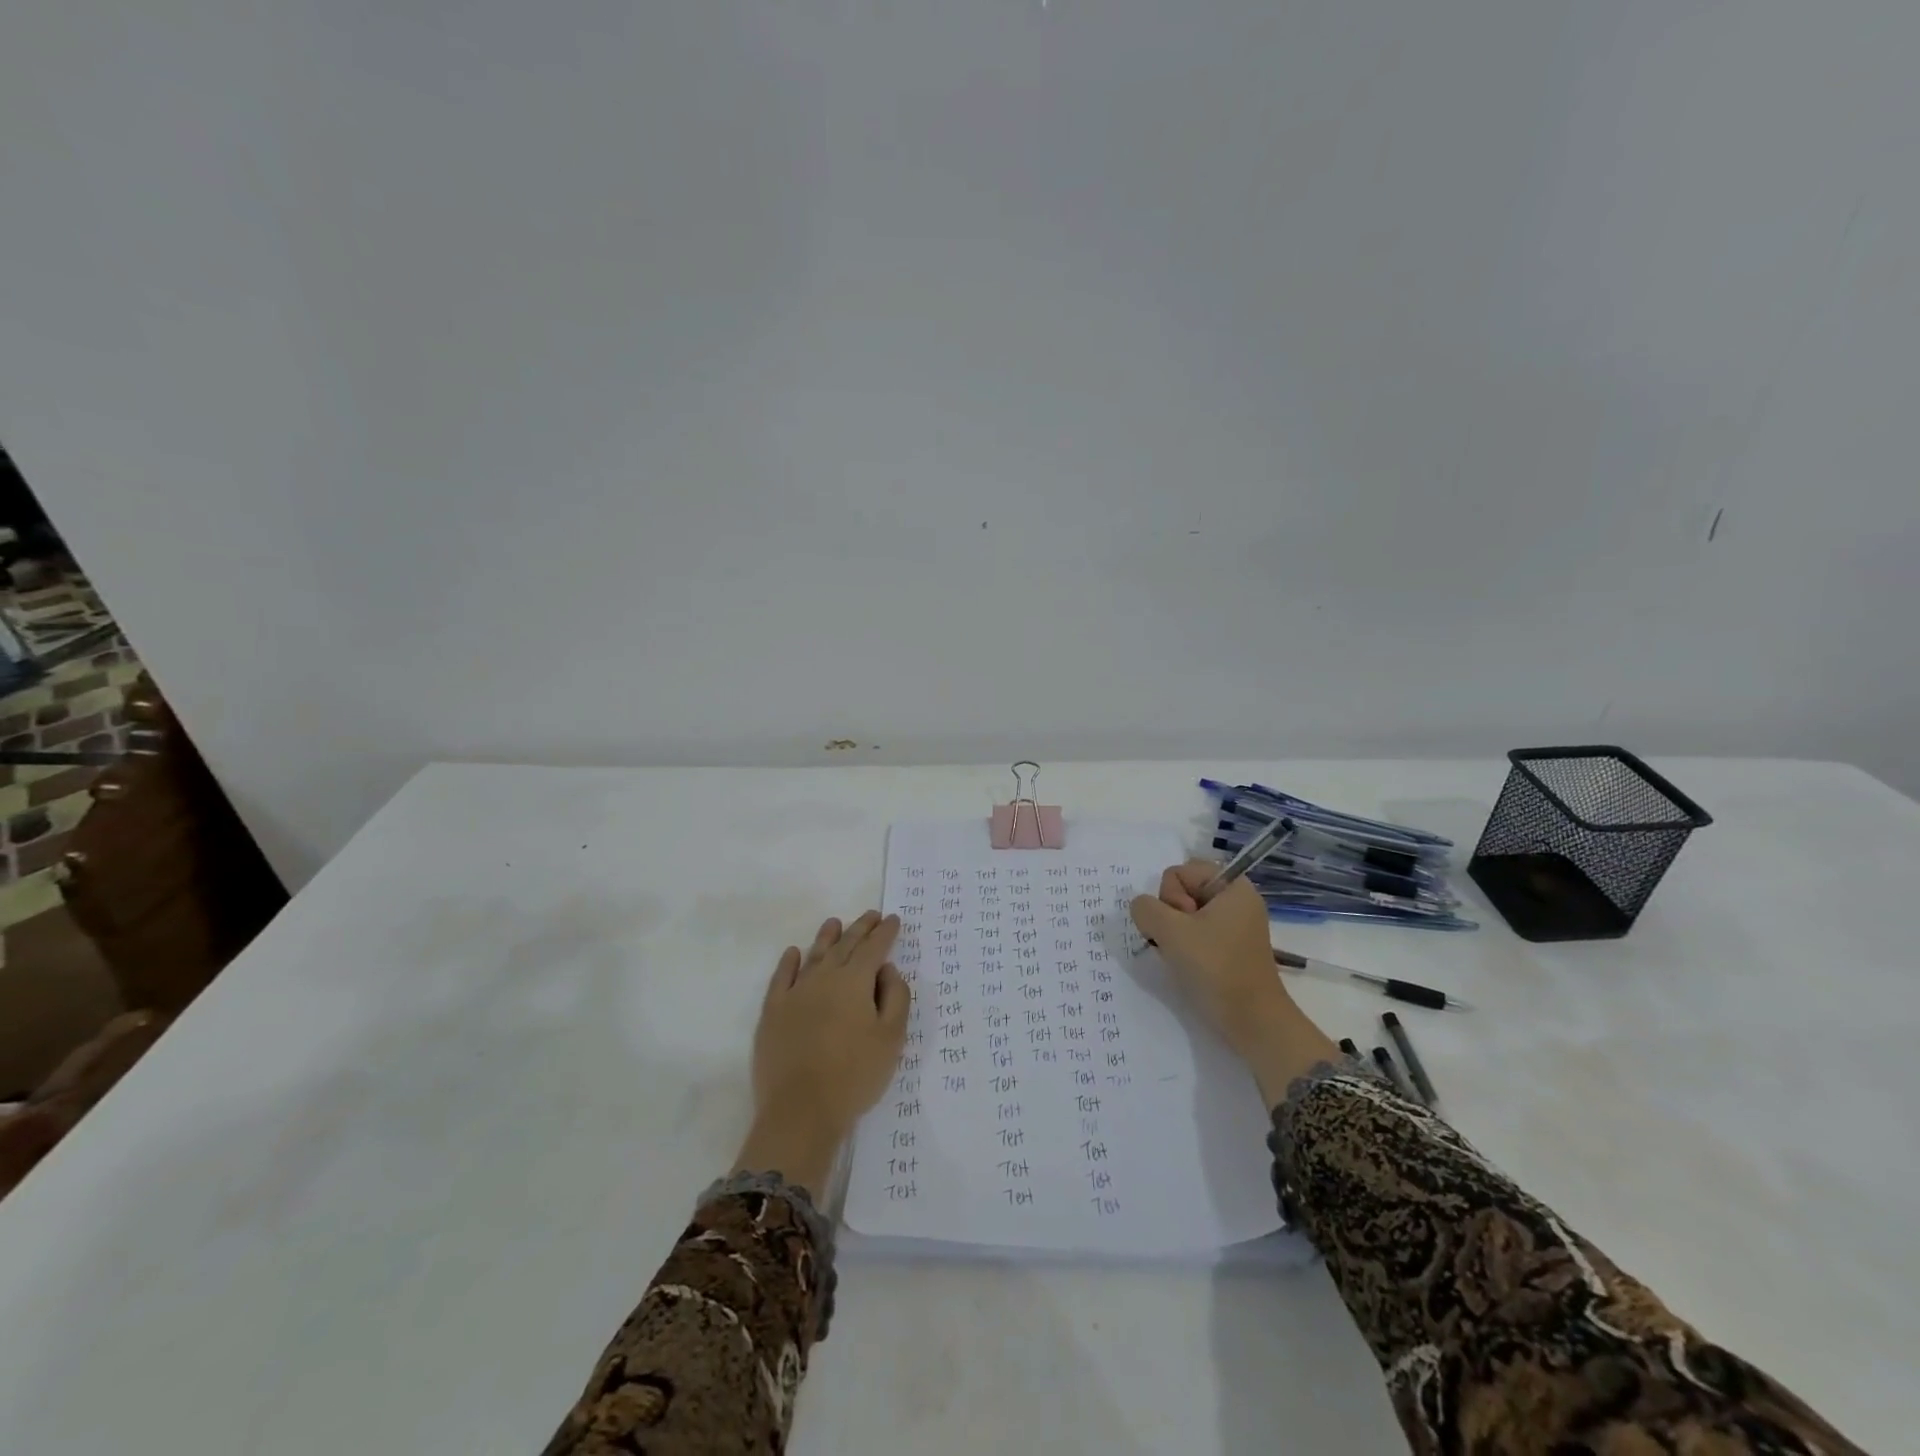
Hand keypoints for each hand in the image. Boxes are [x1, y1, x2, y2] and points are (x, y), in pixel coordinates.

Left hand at [734, 911, 910, 1192]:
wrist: (801, 1111)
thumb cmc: (854, 1075)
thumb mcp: (892, 1038)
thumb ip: (896, 997)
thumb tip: (887, 969)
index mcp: (855, 982)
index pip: (874, 948)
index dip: (886, 933)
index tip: (893, 919)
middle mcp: (824, 978)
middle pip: (845, 945)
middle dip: (861, 928)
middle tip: (872, 916)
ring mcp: (795, 993)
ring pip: (814, 955)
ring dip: (827, 937)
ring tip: (835, 923)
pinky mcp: (773, 1012)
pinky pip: (781, 977)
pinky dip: (789, 962)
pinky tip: (793, 953)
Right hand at [1129, 863, 1289, 1057]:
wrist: (1252, 1022)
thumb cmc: (1215, 968)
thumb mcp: (1171, 932)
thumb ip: (1146, 909)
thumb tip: (1142, 908)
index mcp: (1232, 886)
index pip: (1180, 871)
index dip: (1171, 897)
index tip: (1184, 925)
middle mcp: (1235, 899)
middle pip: (1182, 891)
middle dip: (1171, 915)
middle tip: (1182, 942)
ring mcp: (1233, 925)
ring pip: (1184, 914)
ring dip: (1174, 934)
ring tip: (1184, 957)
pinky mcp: (1229, 947)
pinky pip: (1195, 933)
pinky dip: (1185, 946)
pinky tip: (1187, 965)